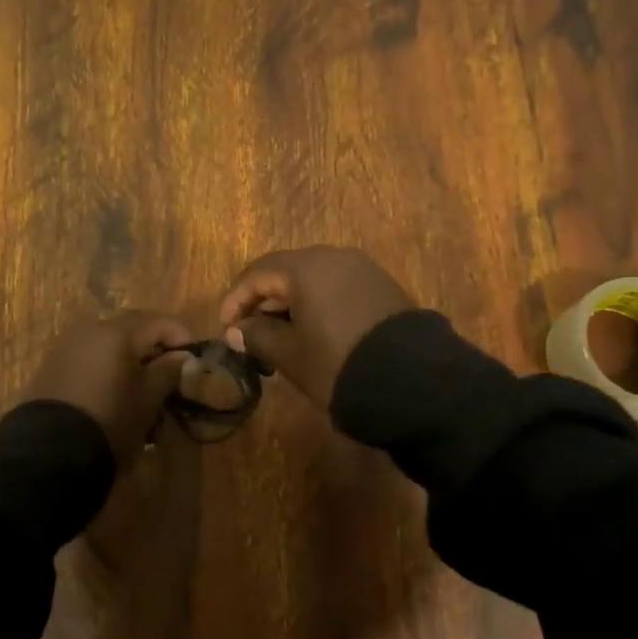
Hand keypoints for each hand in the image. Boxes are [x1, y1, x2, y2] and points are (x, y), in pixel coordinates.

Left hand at [24, 311, 192, 464]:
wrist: (50, 450)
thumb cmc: (110, 419)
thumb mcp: (148, 398)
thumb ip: (169, 371)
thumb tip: (184, 356)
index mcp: (116, 332)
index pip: (158, 322)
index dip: (181, 335)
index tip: (195, 356)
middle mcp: (90, 330)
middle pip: (131, 328)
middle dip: (155, 344)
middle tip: (172, 368)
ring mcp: (67, 346)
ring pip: (109, 342)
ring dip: (130, 355)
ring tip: (143, 383)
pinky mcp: (52, 366)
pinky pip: (89, 356)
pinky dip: (108, 365)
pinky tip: (115, 389)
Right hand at [218, 246, 413, 407]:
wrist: (412, 381)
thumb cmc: (336, 363)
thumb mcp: (289, 354)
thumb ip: (257, 336)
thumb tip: (236, 330)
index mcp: (306, 266)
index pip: (257, 274)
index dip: (234, 301)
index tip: (225, 330)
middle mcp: (334, 257)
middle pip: (286, 273)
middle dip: (263, 303)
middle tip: (251, 336)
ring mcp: (363, 270)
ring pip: (313, 281)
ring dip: (291, 306)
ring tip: (281, 340)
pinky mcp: (383, 288)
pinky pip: (338, 290)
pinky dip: (318, 307)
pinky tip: (315, 335)